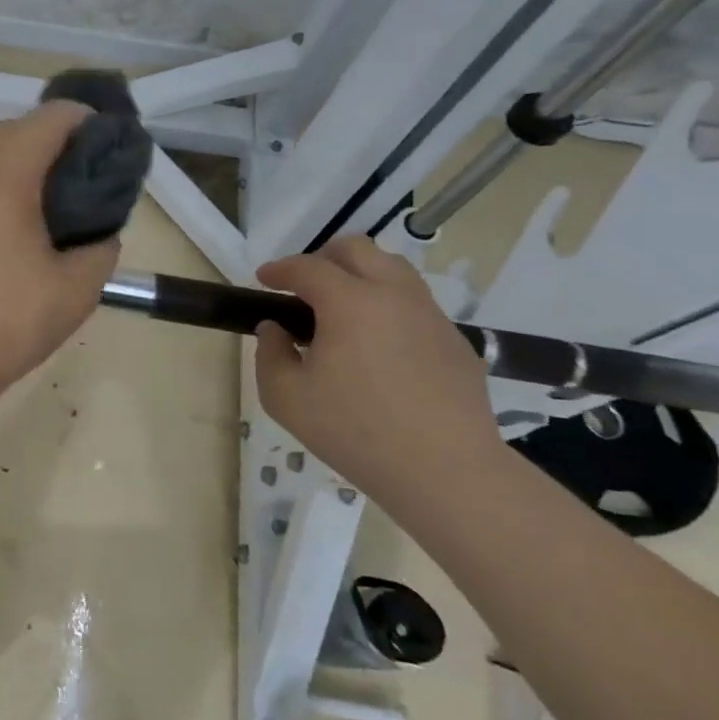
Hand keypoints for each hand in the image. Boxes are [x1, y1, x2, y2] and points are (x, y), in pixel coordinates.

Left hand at [0, 102, 119, 396]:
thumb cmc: (5, 323)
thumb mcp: (77, 291)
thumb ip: (101, 247)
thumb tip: (99, 232)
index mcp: (4, 174)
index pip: (51, 118)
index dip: (85, 123)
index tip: (102, 150)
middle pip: (12, 131)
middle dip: (47, 145)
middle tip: (71, 184)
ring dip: (9, 165)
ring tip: (30, 207)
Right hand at [253, 236, 502, 492]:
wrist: (446, 471)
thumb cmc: (354, 431)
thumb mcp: (286, 398)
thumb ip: (270, 354)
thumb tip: (275, 329)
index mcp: (350, 302)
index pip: (307, 267)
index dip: (279, 269)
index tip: (262, 279)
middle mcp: (394, 295)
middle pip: (357, 249)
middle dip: (323, 258)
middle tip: (304, 287)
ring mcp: (431, 315)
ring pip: (393, 270)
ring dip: (360, 277)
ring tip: (341, 313)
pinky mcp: (455, 341)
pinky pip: (415, 306)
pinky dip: (388, 308)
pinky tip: (378, 349)